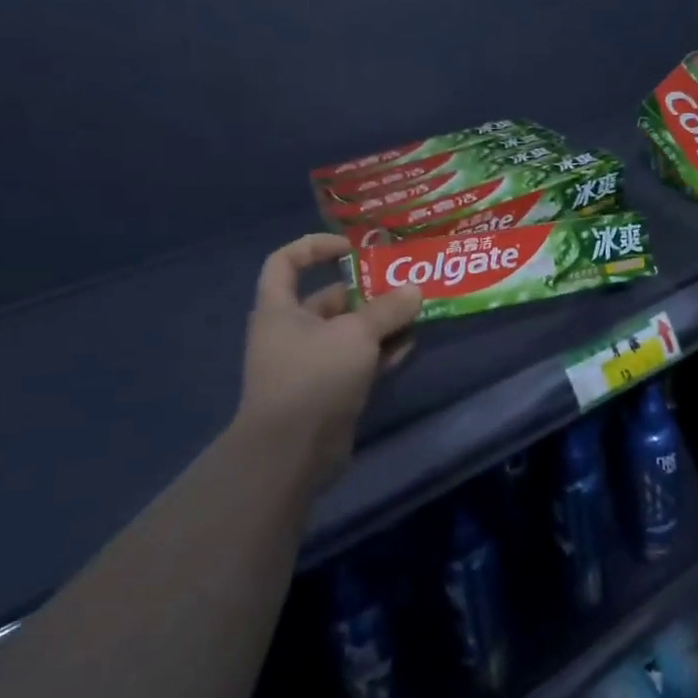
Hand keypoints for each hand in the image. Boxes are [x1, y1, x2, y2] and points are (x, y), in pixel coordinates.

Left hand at [228, 234, 422, 489]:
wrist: (292, 451)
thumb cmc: (314, 376)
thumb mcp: (356, 334)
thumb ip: (388, 309)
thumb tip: (414, 290)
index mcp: (280, 309)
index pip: (286, 261)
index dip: (315, 246)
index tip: (353, 248)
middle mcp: (292, 332)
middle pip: (329, 298)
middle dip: (367, 291)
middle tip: (405, 285)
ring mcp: (311, 363)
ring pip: (349, 332)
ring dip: (381, 323)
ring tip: (417, 313)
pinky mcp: (329, 390)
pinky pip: (358, 361)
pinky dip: (381, 352)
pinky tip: (410, 346)